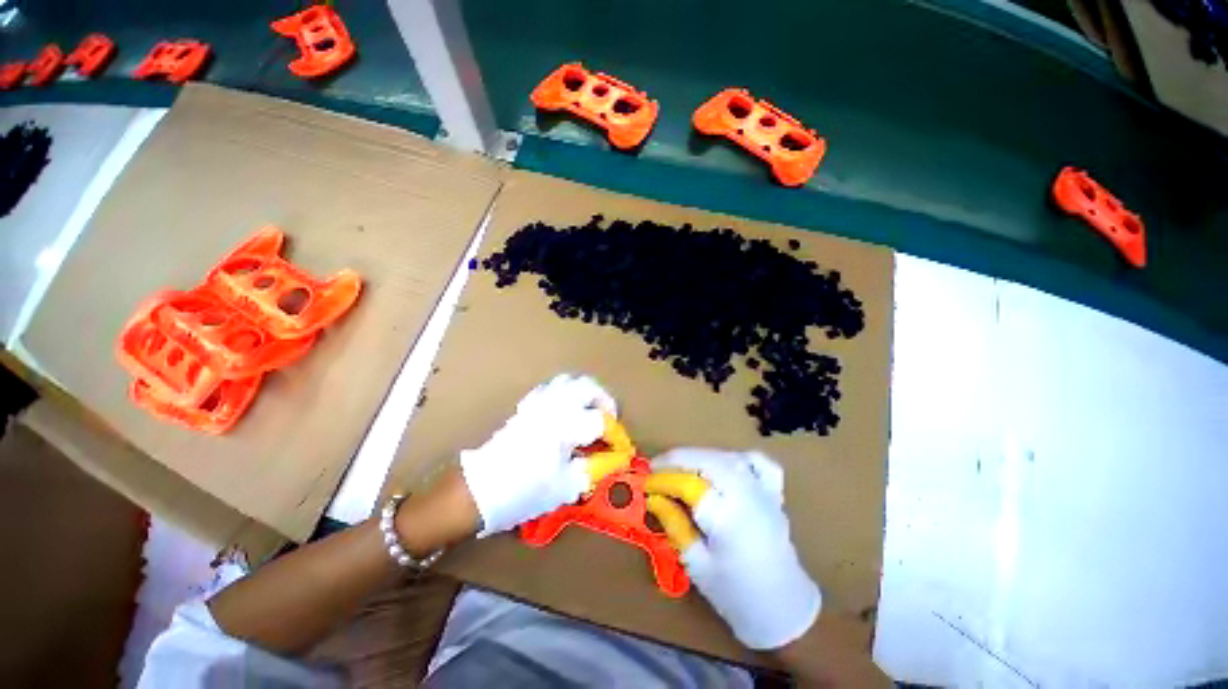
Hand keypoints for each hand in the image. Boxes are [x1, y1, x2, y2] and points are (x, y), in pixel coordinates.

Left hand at [460, 374, 616, 536]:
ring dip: (585, 394)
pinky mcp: (526, 406)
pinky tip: (565, 412)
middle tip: (608, 420)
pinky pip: (551, 388)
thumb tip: (614, 459)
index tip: (621, 450)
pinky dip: (565, 394)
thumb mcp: (566, 486)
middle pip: (588, 387)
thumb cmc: (524, 491)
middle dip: (605, 401)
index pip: (602, 421)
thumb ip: (594, 467)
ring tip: (589, 412)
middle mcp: (554, 405)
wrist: (479, 490)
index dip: (616, 436)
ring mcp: (538, 402)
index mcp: (566, 424)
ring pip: (569, 381)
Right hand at [645, 449, 820, 650]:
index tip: (644, 481)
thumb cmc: (736, 594)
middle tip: (655, 469)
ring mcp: (764, 490)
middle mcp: (748, 495)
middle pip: (707, 460)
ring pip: (726, 456)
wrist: (785, 609)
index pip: (688, 483)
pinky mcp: (773, 492)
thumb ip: (675, 525)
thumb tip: (653, 497)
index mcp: (728, 518)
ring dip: (699, 457)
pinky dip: (736, 458)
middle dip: (676, 459)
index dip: (663, 478)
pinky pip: (756, 462)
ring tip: (681, 469)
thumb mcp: (696, 565)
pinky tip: (724, 466)